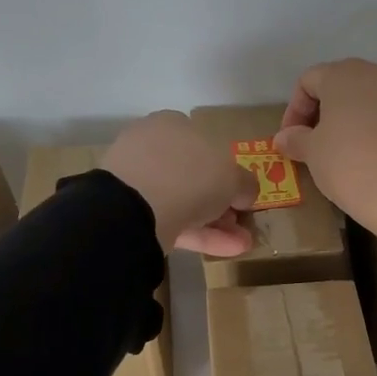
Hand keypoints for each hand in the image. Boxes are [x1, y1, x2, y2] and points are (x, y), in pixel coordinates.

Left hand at [103, 111, 256, 255]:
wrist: (137, 206)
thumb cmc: (191, 174)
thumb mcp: (233, 176)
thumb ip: (245, 183)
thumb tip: (245, 193)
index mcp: (173, 125)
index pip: (204, 143)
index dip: (226, 168)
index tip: (241, 192)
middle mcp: (153, 148)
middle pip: (194, 176)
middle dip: (221, 201)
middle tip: (241, 221)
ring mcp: (138, 182)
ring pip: (184, 202)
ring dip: (216, 223)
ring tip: (243, 243)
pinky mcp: (131, 213)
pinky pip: (172, 222)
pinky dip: (200, 236)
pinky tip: (227, 251)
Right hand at [274, 59, 376, 244]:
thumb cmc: (350, 166)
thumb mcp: (313, 155)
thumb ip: (295, 139)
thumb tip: (284, 136)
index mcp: (344, 75)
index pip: (308, 81)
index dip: (294, 110)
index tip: (292, 140)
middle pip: (343, 86)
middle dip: (326, 112)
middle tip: (318, 144)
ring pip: (373, 100)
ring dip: (357, 120)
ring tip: (351, 152)